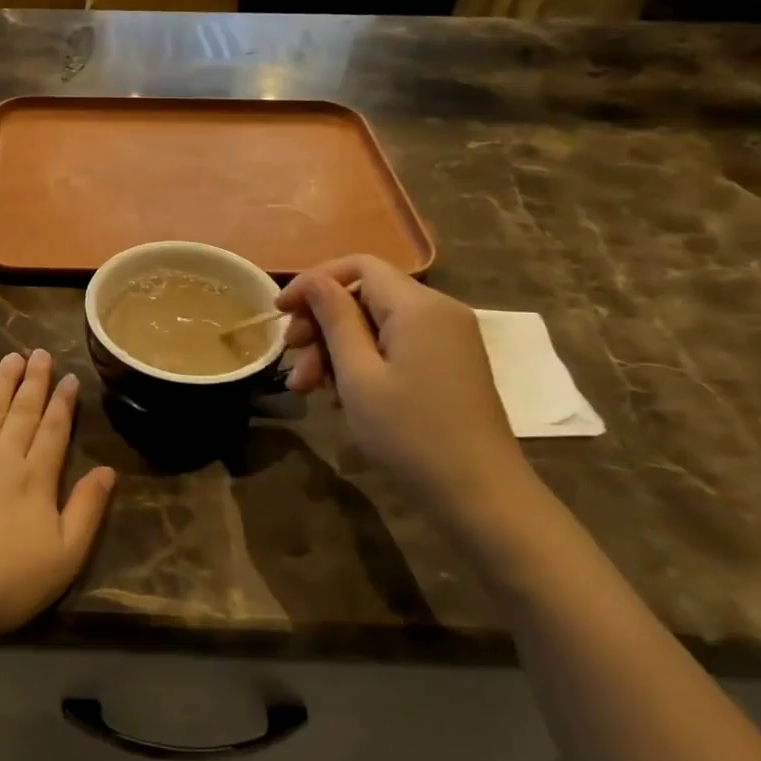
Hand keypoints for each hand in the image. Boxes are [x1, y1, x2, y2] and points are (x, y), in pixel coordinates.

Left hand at [0, 350, 115, 644]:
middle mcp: (1, 457)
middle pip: (22, 412)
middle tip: (41, 353)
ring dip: (2, 381)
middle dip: (34, 381)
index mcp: (35, 478)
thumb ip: (87, 510)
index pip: (54, 430)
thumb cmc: (6, 581)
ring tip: (12, 357)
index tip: (69, 377)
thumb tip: (107, 470)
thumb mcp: (64, 556)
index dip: (63, 403)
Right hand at [276, 256, 526, 502]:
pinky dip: (362, 361)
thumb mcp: (358, 375)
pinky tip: (339, 394)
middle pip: (365, 295)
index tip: (280, 313)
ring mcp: (447, 338)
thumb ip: (335, 319)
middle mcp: (438, 311)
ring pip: (376, 323)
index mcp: (417, 306)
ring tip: (307, 389)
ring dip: (336, 349)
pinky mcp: (448, 363)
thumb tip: (315, 282)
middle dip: (321, 324)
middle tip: (292, 362)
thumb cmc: (410, 433)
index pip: (357, 266)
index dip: (313, 282)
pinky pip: (395, 344)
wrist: (480, 495)